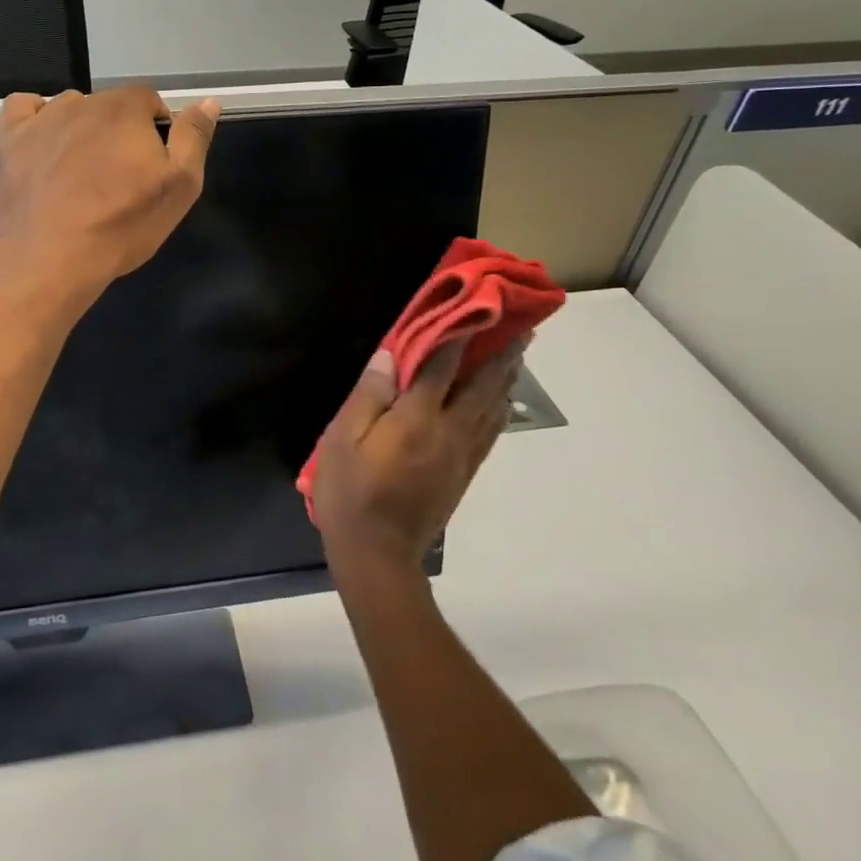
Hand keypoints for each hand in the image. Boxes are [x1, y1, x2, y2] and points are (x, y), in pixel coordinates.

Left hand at [0, 85, 219, 303]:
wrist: (53, 258)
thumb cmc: (123, 225)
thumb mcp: (179, 187)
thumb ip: (194, 139)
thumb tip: (208, 102)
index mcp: (126, 108)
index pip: (149, 101)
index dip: (155, 130)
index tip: (151, 165)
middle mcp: (84, 102)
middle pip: (109, 106)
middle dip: (119, 132)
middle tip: (118, 178)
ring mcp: (43, 119)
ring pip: (70, 109)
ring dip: (80, 129)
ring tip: (80, 172)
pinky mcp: (11, 139)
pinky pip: (22, 108)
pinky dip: (34, 118)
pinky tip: (42, 141)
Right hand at [310, 341, 522, 572]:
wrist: (378, 555)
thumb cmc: (350, 493)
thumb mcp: (342, 441)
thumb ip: (368, 396)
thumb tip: (389, 356)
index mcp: (416, 420)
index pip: (440, 366)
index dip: (455, 334)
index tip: (470, 305)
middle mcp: (448, 432)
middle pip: (481, 385)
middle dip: (499, 353)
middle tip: (518, 325)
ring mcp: (461, 455)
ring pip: (491, 408)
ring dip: (506, 377)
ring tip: (519, 353)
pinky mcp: (464, 473)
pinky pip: (490, 432)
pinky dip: (500, 408)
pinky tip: (502, 399)